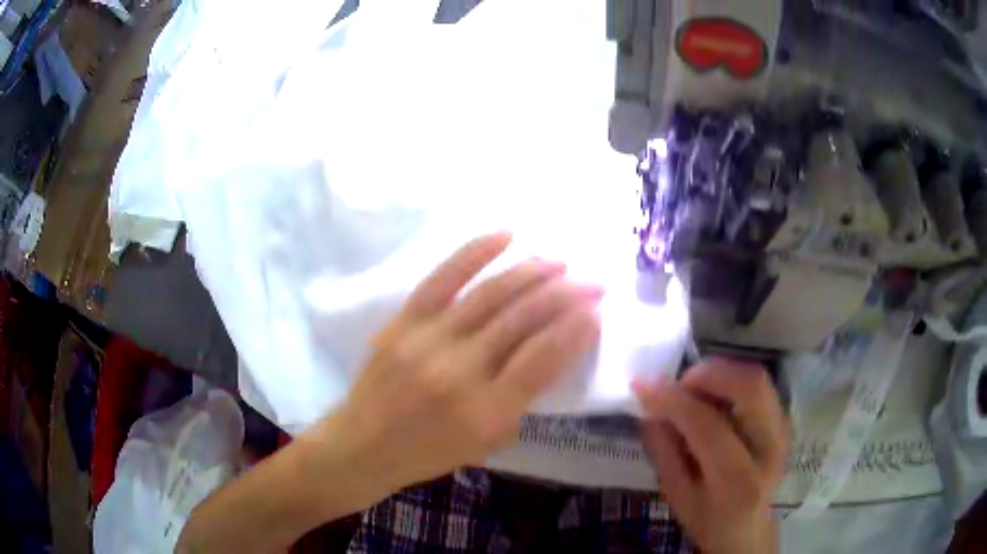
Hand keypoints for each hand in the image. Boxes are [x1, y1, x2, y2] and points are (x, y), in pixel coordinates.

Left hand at [319, 232, 602, 497]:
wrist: (362, 445)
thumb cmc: (428, 453)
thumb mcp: (487, 442)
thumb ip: (522, 399)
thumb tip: (552, 349)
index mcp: (486, 412)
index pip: (544, 359)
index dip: (576, 330)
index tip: (596, 311)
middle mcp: (461, 371)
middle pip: (524, 319)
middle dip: (567, 296)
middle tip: (592, 283)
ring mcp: (429, 340)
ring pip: (492, 294)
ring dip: (533, 272)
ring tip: (560, 263)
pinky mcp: (404, 321)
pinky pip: (444, 277)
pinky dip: (476, 252)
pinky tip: (506, 235)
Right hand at [635, 359, 791, 553]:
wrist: (751, 529)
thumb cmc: (708, 520)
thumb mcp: (676, 495)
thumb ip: (664, 450)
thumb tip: (650, 406)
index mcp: (737, 481)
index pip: (708, 427)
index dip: (674, 401)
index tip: (643, 385)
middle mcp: (771, 448)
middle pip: (750, 387)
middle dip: (709, 373)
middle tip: (679, 383)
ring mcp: (784, 430)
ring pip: (757, 379)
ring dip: (720, 373)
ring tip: (693, 389)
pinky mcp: (784, 419)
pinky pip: (759, 385)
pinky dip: (732, 380)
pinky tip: (712, 396)